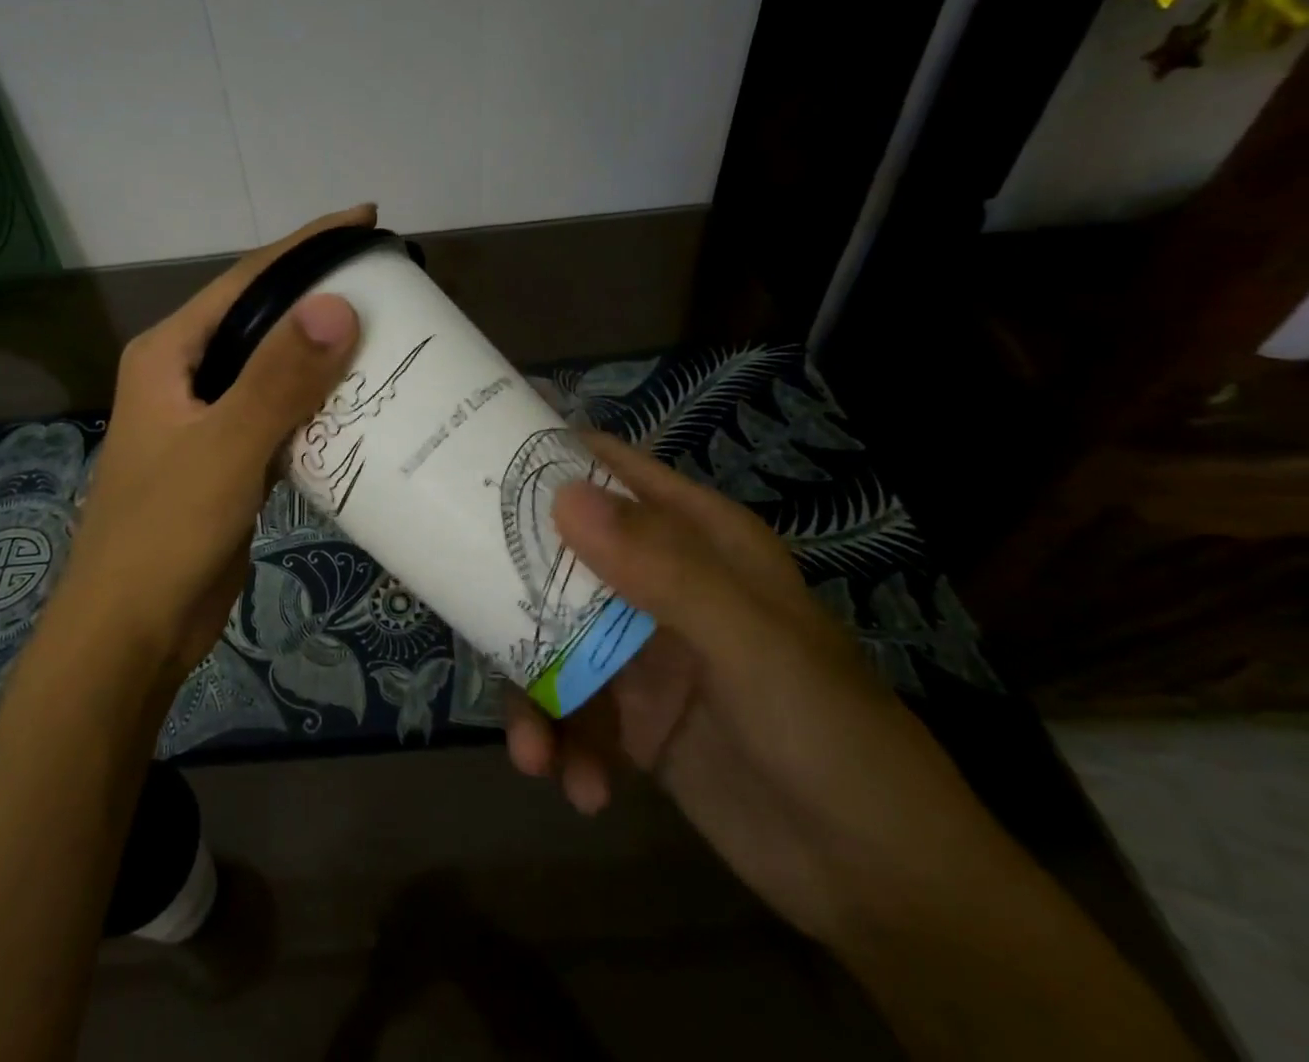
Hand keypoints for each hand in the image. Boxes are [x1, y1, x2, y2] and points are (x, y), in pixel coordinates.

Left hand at [49, 207, 369, 684]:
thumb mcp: (224, 449)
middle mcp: (187, 373)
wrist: (131, 632)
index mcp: (171, 352)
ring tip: (388, 334)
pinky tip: (362, 402)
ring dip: (324, 353)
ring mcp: (208, 417)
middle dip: (322, 296)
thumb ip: (278, 379)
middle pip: (263, 318)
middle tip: (390, 282)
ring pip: (275, 368)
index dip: (307, 246)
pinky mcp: (230, 457)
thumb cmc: (164, 534)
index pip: (248, 279)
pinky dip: (319, 403)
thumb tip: (338, 304)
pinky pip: (282, 413)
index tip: (367, 220)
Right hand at [504, 433, 1027, 945]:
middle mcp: (659, 583)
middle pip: (560, 556)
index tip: (472, 469)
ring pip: (552, 639)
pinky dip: (563, 744)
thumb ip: (663, 568)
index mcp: (695, 539)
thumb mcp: (751, 644)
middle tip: (462, 607)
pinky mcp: (631, 716)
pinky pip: (570, 709)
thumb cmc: (829, 735)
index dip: (545, 462)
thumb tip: (563, 495)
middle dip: (511, 588)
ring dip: (533, 694)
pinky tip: (580, 790)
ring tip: (533, 753)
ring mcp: (641, 650)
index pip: (610, 472)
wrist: (884, 886)